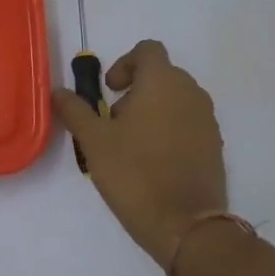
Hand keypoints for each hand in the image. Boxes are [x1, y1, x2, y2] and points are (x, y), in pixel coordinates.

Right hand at [52, 40, 226, 267]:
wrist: (186, 225)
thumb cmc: (135, 173)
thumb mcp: (94, 141)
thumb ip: (75, 111)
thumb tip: (59, 92)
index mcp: (162, 82)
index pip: (147, 50)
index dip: (124, 63)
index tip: (109, 91)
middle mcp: (190, 92)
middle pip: (161, 75)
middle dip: (135, 90)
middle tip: (114, 122)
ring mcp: (207, 119)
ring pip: (175, 100)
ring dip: (152, 110)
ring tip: (131, 145)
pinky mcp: (215, 145)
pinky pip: (189, 123)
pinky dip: (170, 130)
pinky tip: (153, 162)